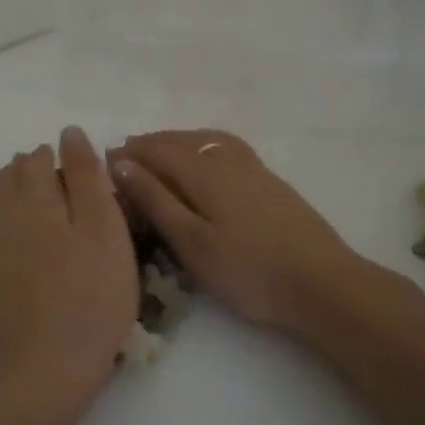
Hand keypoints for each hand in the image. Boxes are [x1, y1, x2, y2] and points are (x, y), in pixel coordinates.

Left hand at [0, 127, 138, 390]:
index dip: (57, 159)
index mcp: (36, 196)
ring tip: (27, 199)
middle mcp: (0, 210)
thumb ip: (86, 177)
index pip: (39, 158)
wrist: (48, 362)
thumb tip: (68, 133)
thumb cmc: (91, 294)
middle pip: (10, 174)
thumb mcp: (105, 230)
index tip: (76, 174)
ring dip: (6, 189)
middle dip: (30, 171)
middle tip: (57, 187)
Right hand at [109, 129, 360, 333]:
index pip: (156, 151)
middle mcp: (226, 159)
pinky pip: (225, 147)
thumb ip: (156, 200)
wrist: (322, 283)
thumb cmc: (248, 271)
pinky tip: (204, 160)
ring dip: (176, 141)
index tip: (102, 161)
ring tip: (158, 151)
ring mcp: (253, 168)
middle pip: (180, 140)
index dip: (129, 154)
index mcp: (203, 172)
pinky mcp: (270, 181)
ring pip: (205, 140)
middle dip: (149, 144)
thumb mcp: (191, 242)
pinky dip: (202, 144)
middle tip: (123, 155)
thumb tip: (122, 163)